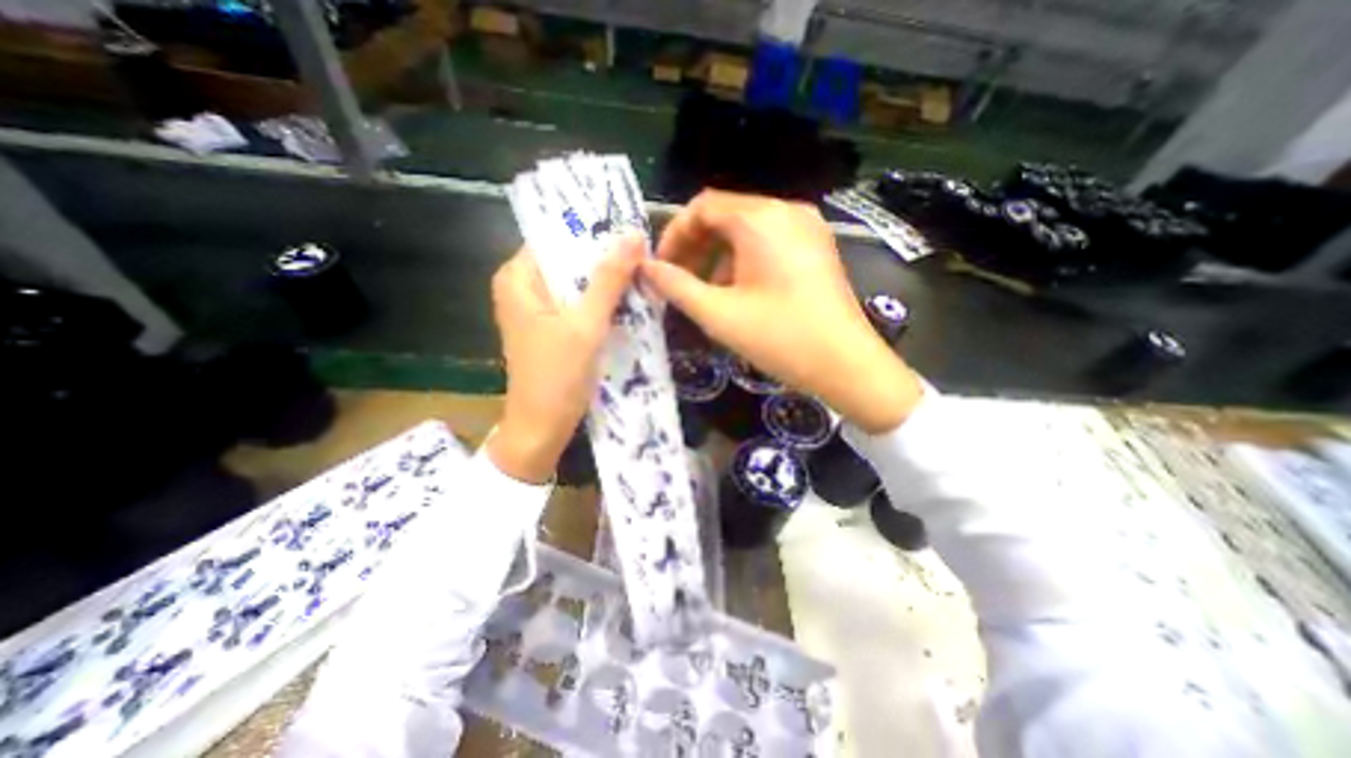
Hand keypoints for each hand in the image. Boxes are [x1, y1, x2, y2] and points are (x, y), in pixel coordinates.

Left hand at [485, 237, 641, 486]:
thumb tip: (632, 235)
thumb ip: (609, 279)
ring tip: (640, 271)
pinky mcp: (551, 328)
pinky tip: (627, 300)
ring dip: (605, 280)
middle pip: (567, 260)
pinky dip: (600, 301)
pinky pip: (578, 303)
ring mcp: (537, 310)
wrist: (542, 428)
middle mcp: (523, 288)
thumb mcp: (586, 324)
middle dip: (603, 257)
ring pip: (576, 283)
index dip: (592, 231)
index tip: (628, 229)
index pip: (556, 237)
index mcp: (518, 278)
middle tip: (642, 252)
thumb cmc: (557, 376)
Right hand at [640, 188, 919, 432]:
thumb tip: (645, 268)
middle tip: (679, 281)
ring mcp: (806, 227)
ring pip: (747, 229)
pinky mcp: (816, 246)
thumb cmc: (780, 338)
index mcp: (761, 219)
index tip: (661, 267)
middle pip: (726, 214)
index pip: (702, 207)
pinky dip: (744, 260)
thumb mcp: (719, 314)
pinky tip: (738, 292)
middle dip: (696, 246)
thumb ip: (676, 286)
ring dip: (718, 255)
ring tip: (707, 292)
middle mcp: (786, 210)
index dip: (674, 234)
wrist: (847, 365)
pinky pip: (769, 241)